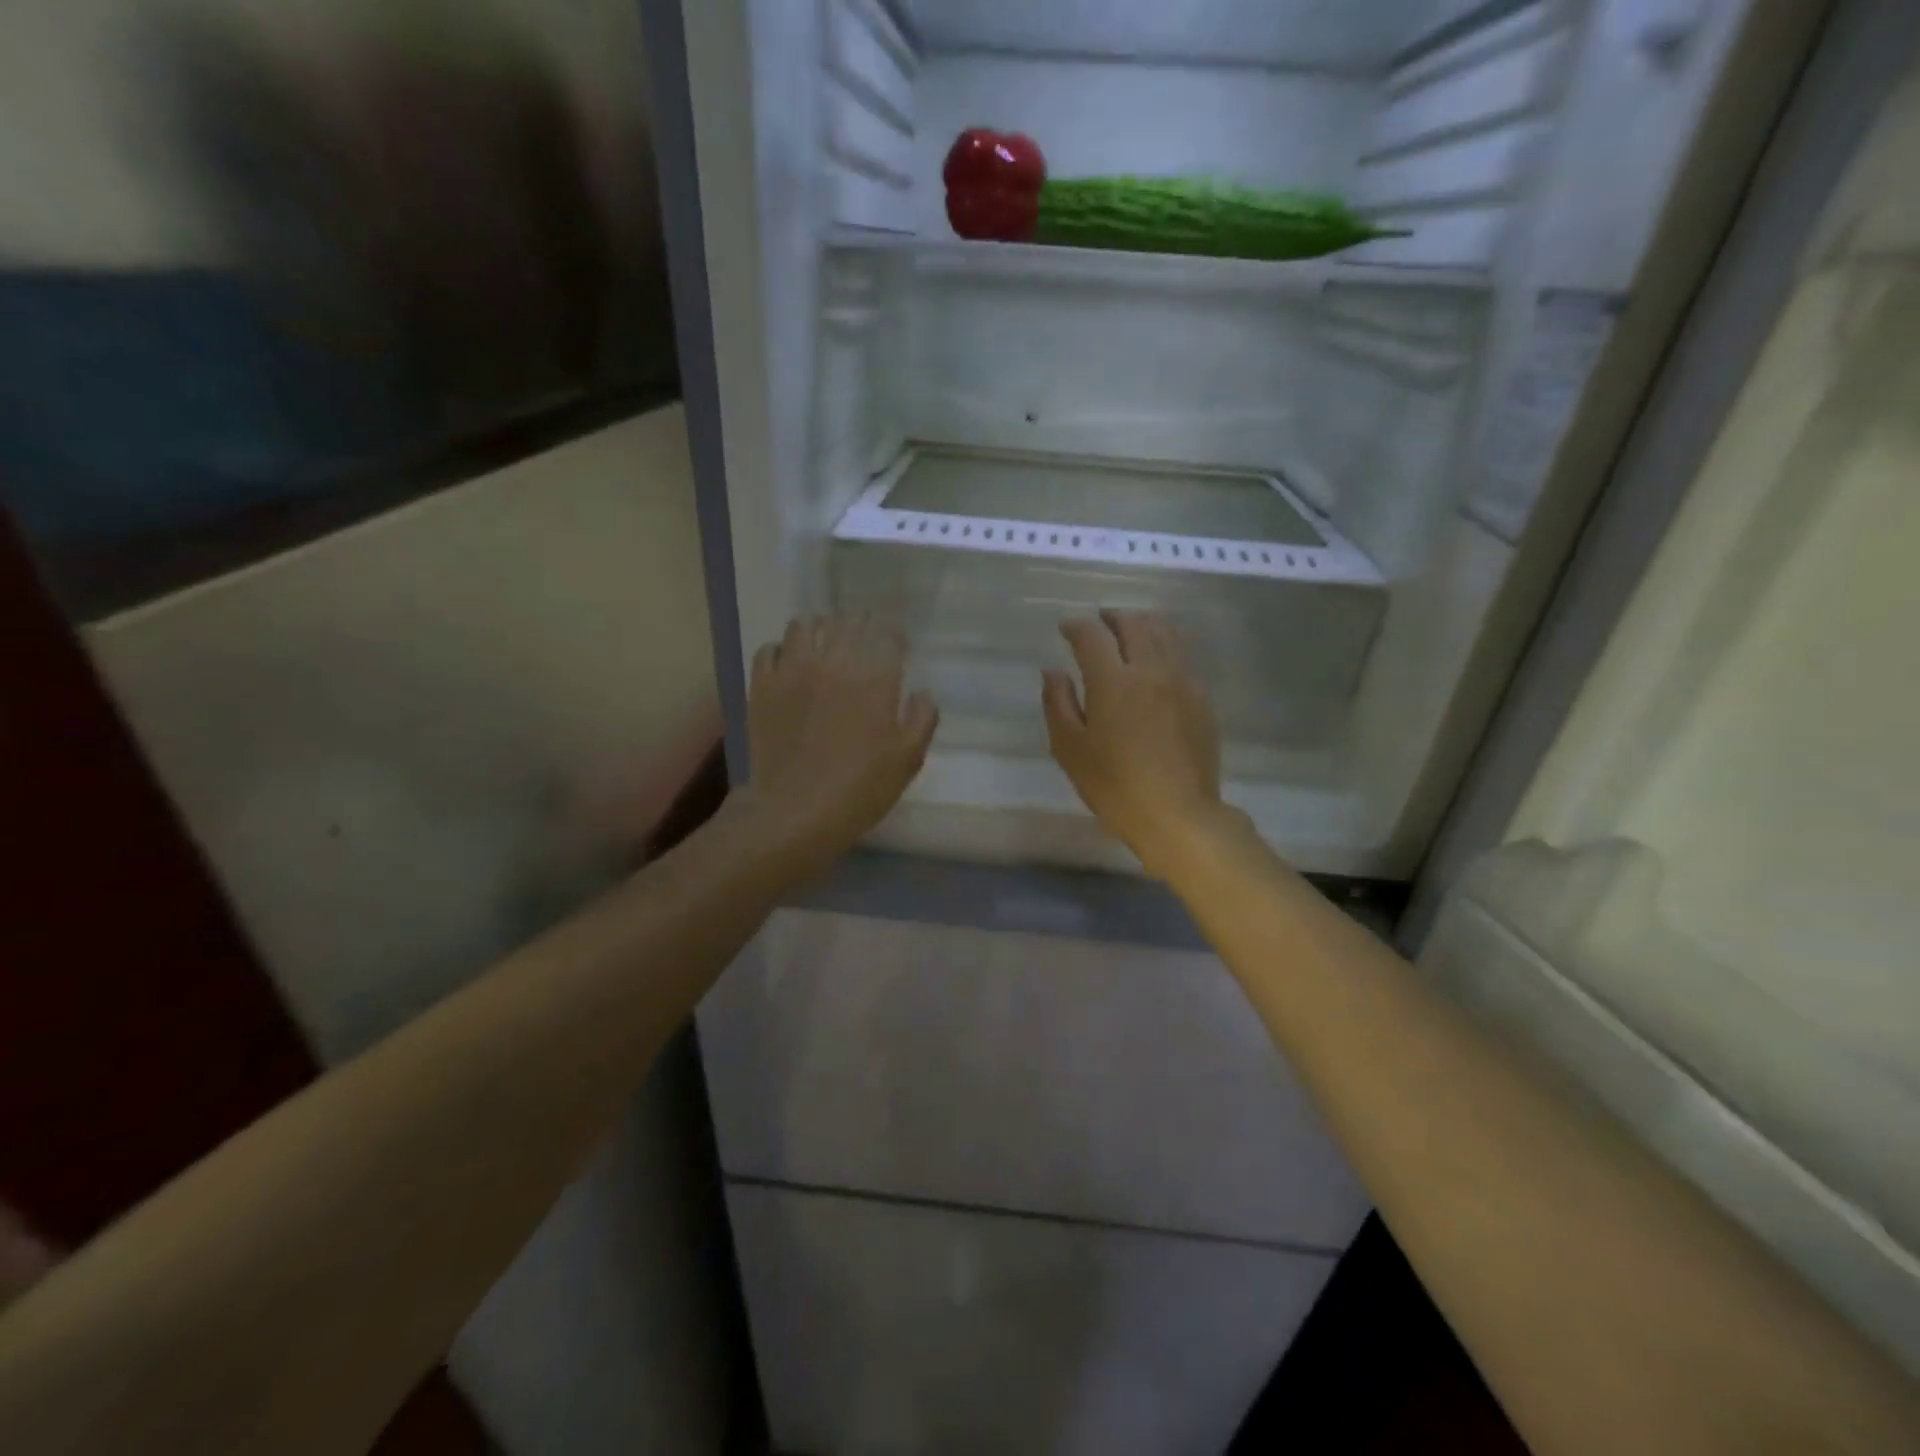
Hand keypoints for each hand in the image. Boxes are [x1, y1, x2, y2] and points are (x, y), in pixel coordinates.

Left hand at [737, 614, 937, 874]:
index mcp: (874, 678)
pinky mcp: (762, 686)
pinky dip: (782, 650)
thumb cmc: (860, 789)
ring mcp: (792, 671)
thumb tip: (921, 693)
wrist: (795, 812)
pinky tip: (789, 665)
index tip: (896, 641)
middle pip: (847, 622)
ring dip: (819, 629)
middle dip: (860, 624)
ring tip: (824, 643)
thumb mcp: (907, 760)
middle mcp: (833, 662)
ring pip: (804, 626)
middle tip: (863, 637)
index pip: (887, 634)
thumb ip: (921, 719)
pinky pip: (769, 649)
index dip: (894, 633)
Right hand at [1043, 611, 1236, 876]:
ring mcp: (1182, 681)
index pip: (1092, 636)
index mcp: (1113, 681)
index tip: (1065, 628)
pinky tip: (1157, 658)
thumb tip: (1053, 671)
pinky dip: (1165, 644)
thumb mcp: (1070, 749)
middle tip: (1099, 621)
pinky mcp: (1201, 698)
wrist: (1178, 814)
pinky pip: (1182, 656)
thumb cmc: (1115, 786)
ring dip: (1142, 623)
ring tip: (1129, 629)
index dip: (1076, 627)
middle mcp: (1151, 670)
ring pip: (1165, 633)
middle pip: (1134, 624)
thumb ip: (1058, 703)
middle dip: (1113, 617)